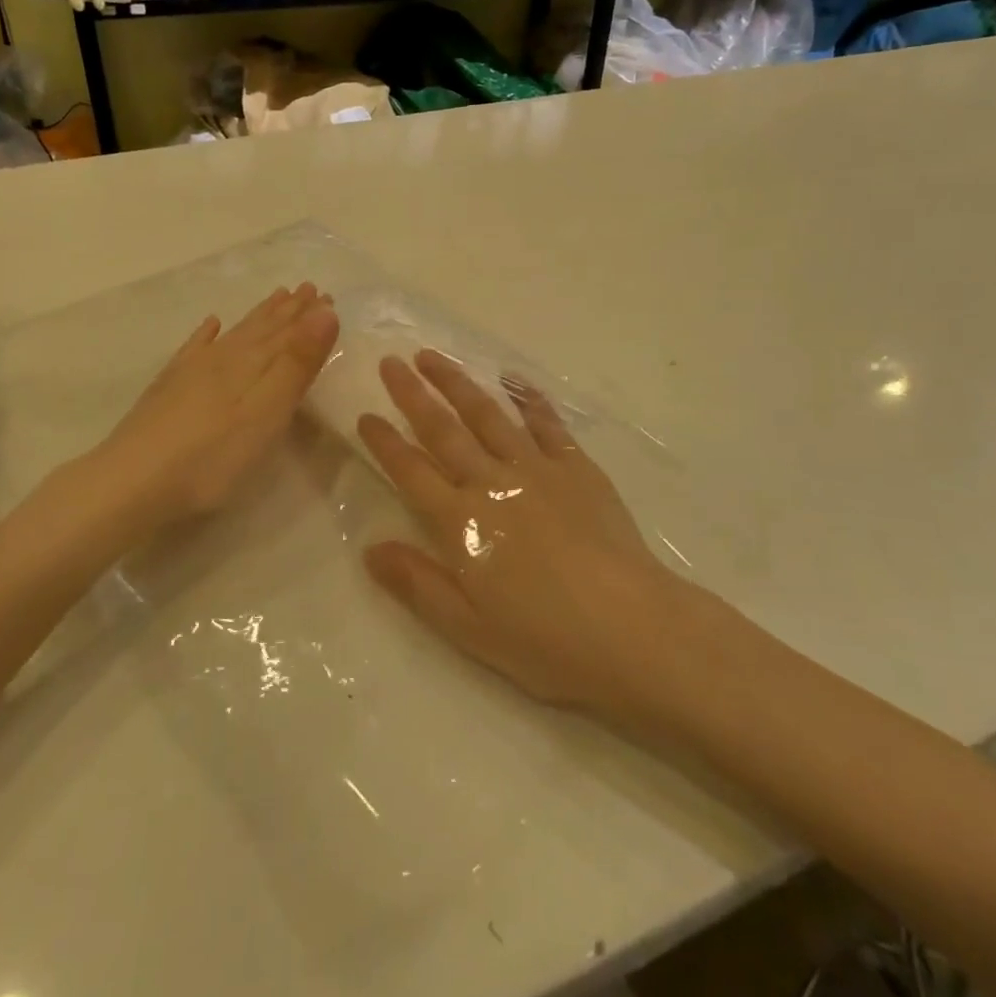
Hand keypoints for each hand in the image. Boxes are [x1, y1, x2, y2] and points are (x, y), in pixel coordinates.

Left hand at [82, 284, 339, 540]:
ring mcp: (192, 371)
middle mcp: (223, 358)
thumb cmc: (211, 456)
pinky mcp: (168, 389)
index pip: (288, 333)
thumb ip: (297, 363)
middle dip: (288, 310)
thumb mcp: (267, 412)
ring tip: (275, 297)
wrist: (131, 482)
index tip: (327, 295)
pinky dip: (207, 334)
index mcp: (251, 364)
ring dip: (258, 316)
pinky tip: (211, 325)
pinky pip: (194, 349)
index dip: (309, 316)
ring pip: (234, 334)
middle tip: (307, 288)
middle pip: (262, 328)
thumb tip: (325, 312)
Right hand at [358, 350, 686, 720]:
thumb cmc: (544, 639)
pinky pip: (546, 423)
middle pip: (443, 429)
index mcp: (460, 522)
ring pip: (487, 414)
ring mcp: (536, 468)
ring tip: (433, 357)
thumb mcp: (468, 627)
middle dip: (412, 394)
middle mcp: (491, 482)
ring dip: (457, 383)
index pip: (410, 471)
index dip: (384, 442)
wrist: (630, 627)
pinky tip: (513, 381)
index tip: (364, 415)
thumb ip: (417, 583)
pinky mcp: (575, 466)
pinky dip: (527, 399)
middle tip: (391, 362)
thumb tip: (369, 549)